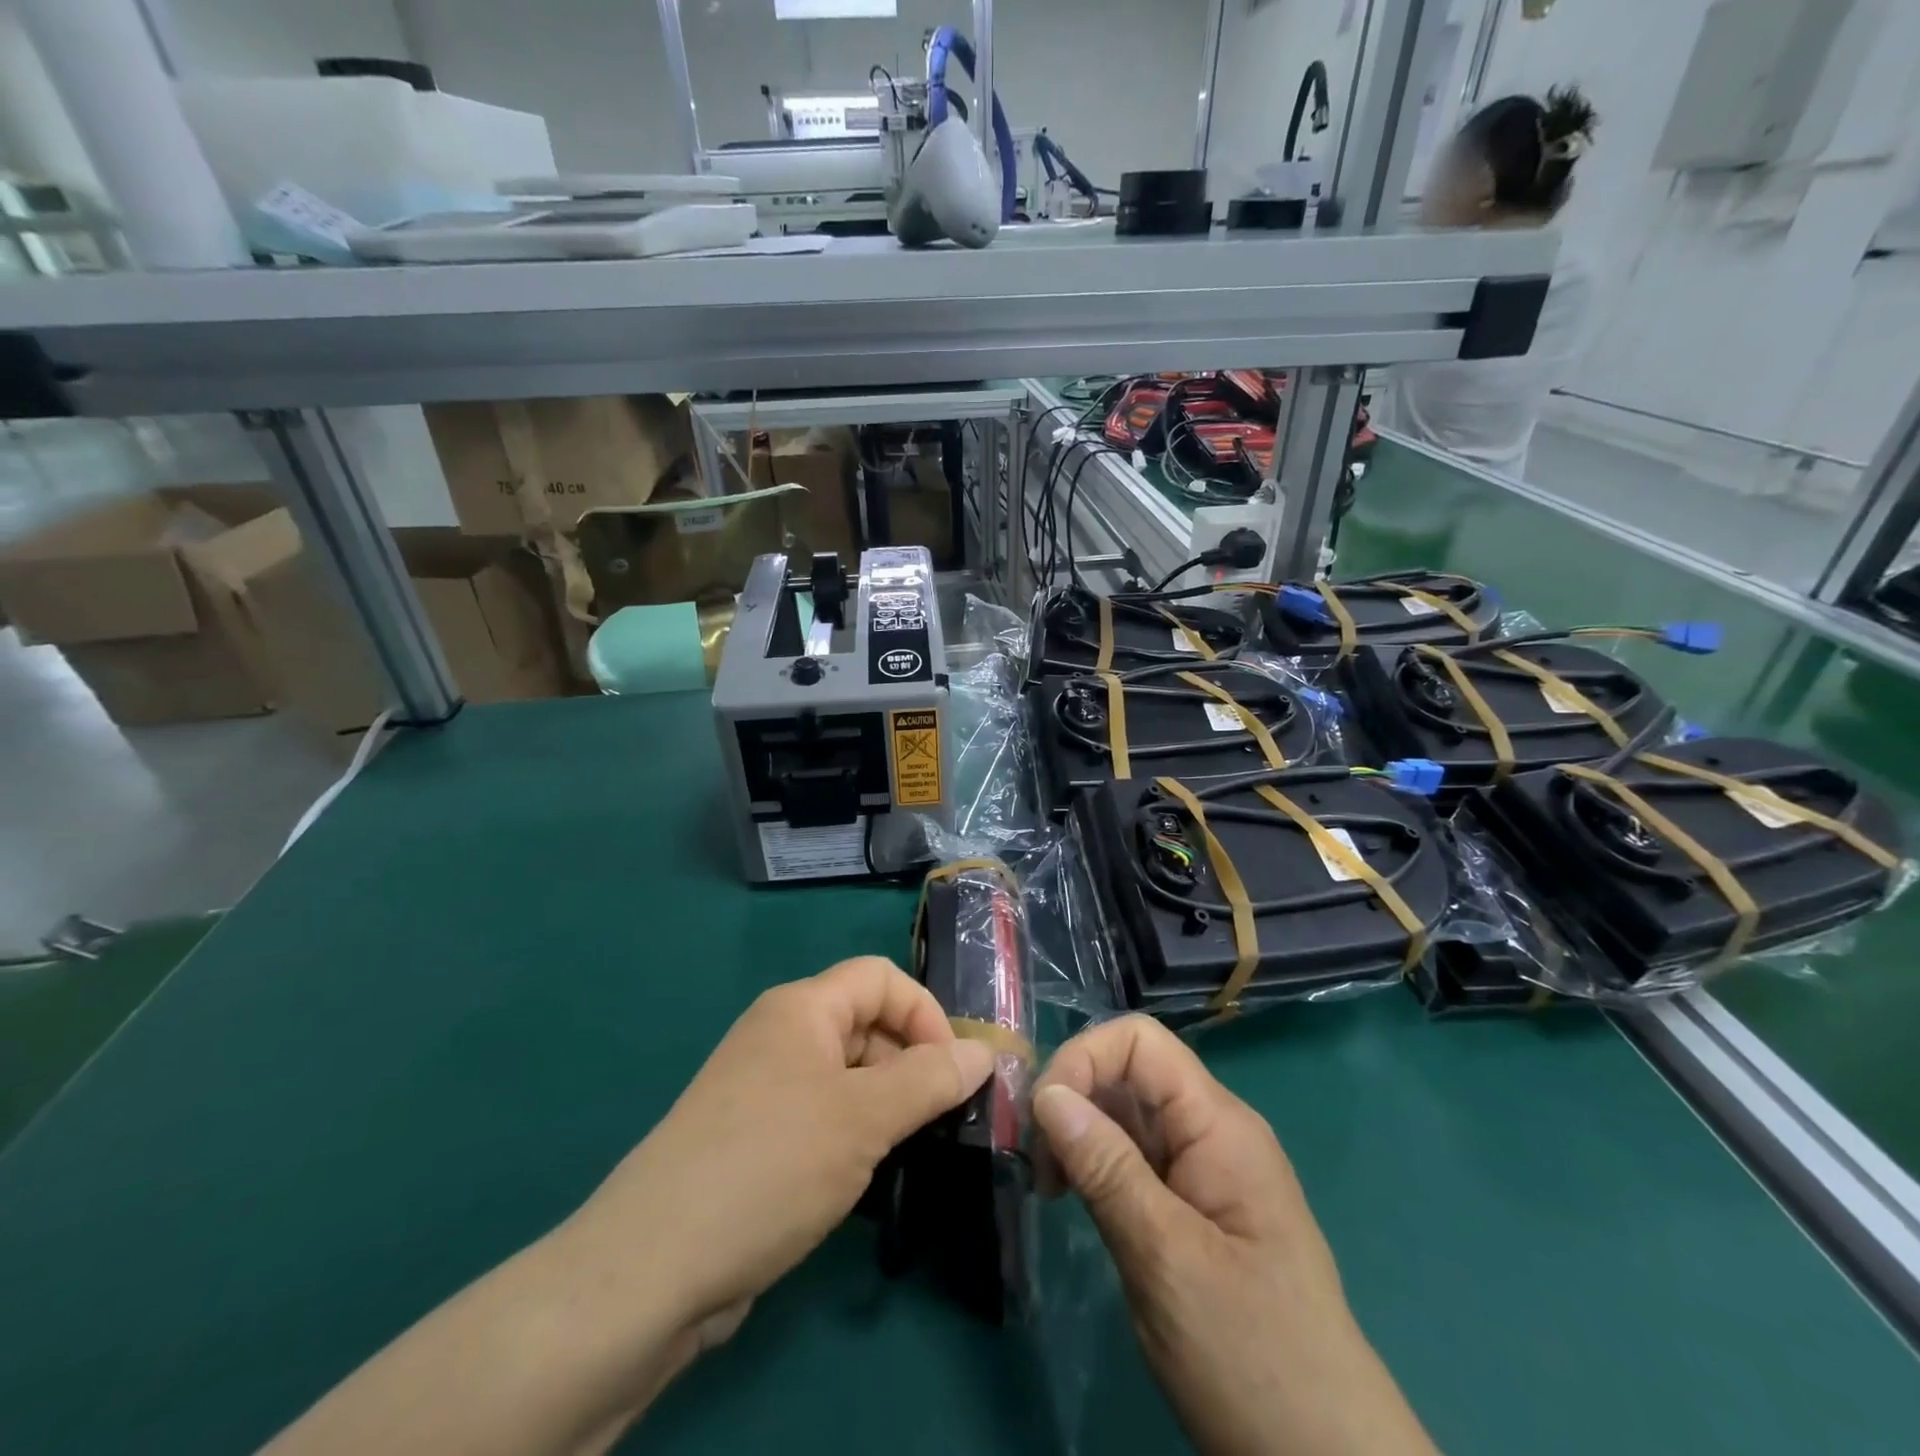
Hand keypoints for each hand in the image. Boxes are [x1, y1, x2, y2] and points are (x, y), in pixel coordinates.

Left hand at [263, 959, 992, 1455]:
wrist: (654, 1267)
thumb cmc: (771, 1166)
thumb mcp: (864, 1118)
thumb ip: (930, 1080)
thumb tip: (985, 1052)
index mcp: (802, 1008)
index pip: (882, 978)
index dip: (926, 1014)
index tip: (953, 1073)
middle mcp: (782, 1036)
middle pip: (868, 1025)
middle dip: (911, 1066)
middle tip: (941, 1124)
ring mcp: (767, 1089)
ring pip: (849, 1077)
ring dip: (887, 1108)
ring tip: (910, 1155)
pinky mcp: (758, 1139)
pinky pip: (825, 1117)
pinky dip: (856, 1137)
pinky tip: (870, 1180)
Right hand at [1032, 1016, 1437, 1455]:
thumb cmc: (1250, 1354)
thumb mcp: (1166, 1258)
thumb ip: (1106, 1168)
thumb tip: (1047, 1093)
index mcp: (1219, 1124)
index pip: (1140, 1042)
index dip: (1083, 1059)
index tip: (1043, 1119)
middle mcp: (1212, 1130)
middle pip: (1129, 1073)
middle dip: (1074, 1099)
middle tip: (1038, 1166)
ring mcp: (1204, 1168)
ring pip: (1127, 1115)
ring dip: (1080, 1135)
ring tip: (1051, 1188)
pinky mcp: (1192, 1204)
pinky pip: (1135, 1156)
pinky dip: (1096, 1166)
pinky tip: (1076, 1200)